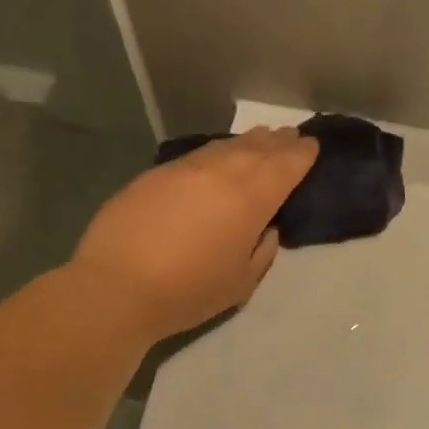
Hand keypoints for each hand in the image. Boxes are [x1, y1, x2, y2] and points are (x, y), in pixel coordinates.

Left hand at [72, 126, 318, 341]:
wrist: (116, 287)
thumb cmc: (187, 292)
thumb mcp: (241, 283)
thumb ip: (262, 250)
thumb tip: (266, 227)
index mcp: (249, 199)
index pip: (285, 166)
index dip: (301, 154)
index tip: (311, 145)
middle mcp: (220, 173)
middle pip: (256, 149)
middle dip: (277, 142)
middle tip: (290, 135)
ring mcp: (184, 169)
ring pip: (224, 147)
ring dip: (247, 142)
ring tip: (260, 138)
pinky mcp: (155, 175)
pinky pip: (197, 155)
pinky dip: (215, 152)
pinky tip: (216, 156)